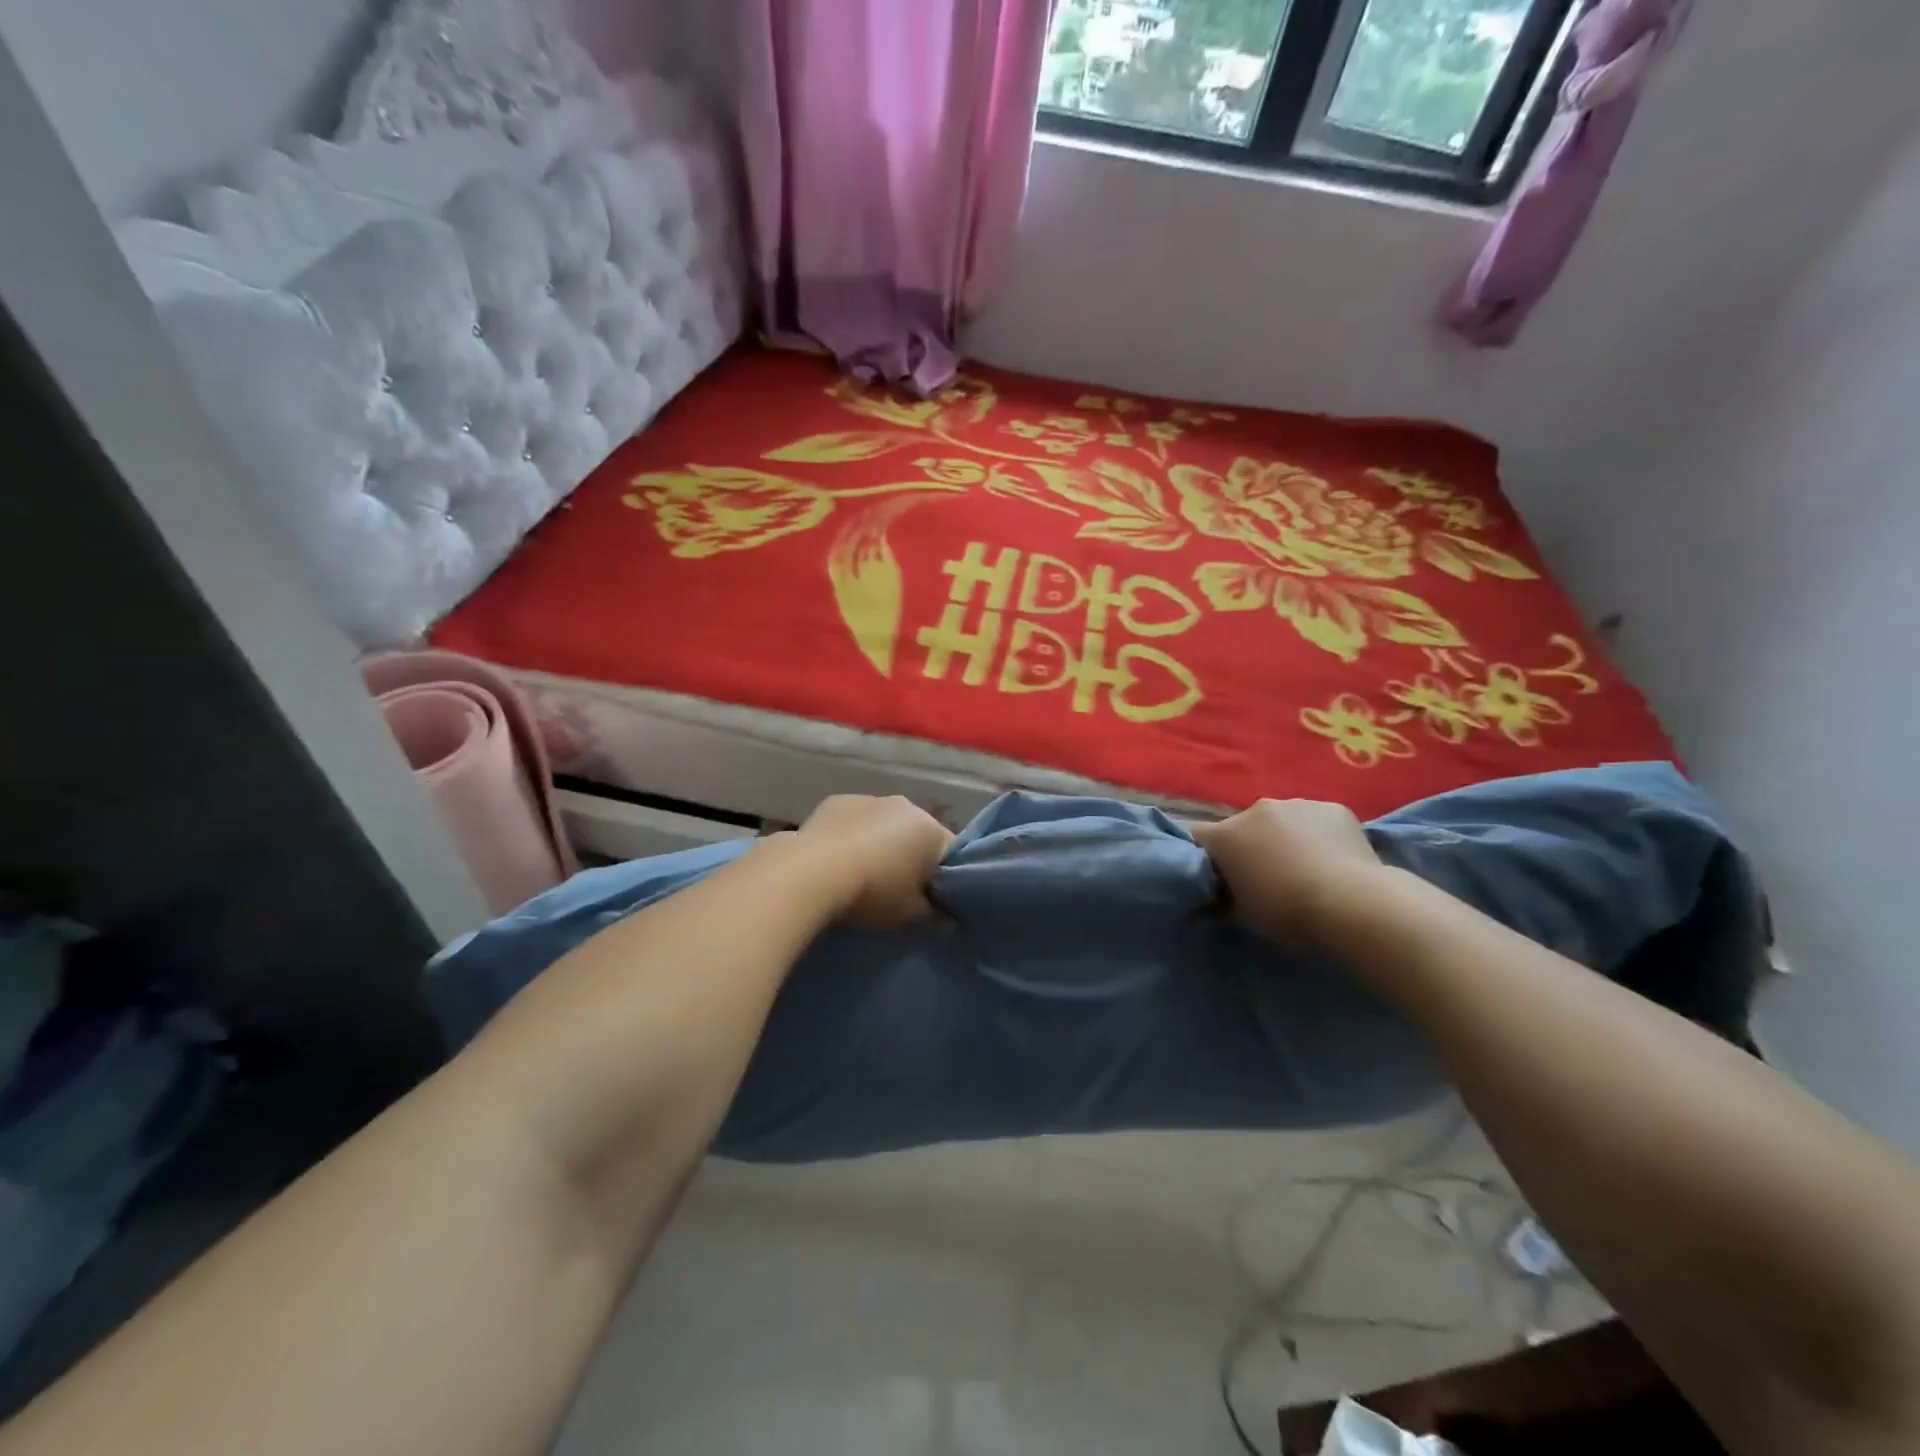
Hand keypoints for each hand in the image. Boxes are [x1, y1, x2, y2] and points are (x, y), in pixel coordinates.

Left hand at [795, 795, 952, 926]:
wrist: (810, 873)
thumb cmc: (873, 893)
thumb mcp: (910, 915)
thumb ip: (936, 917)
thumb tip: (950, 923)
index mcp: (931, 830)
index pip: (950, 853)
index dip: (944, 878)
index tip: (932, 899)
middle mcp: (905, 806)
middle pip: (917, 834)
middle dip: (911, 857)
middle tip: (898, 889)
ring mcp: (870, 799)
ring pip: (885, 824)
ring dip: (881, 843)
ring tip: (864, 874)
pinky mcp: (838, 801)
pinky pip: (855, 820)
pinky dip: (852, 835)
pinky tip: (838, 859)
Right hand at [1190, 798, 1383, 942]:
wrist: (1351, 902)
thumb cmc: (1287, 911)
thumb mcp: (1242, 912)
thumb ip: (1227, 892)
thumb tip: (1223, 890)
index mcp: (1226, 835)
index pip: (1198, 836)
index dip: (1207, 855)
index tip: (1219, 875)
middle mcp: (1256, 810)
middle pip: (1243, 826)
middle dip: (1250, 845)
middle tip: (1267, 875)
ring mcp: (1297, 804)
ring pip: (1282, 820)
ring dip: (1285, 837)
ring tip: (1306, 867)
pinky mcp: (1334, 807)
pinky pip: (1317, 820)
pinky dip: (1319, 835)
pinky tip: (1334, 859)